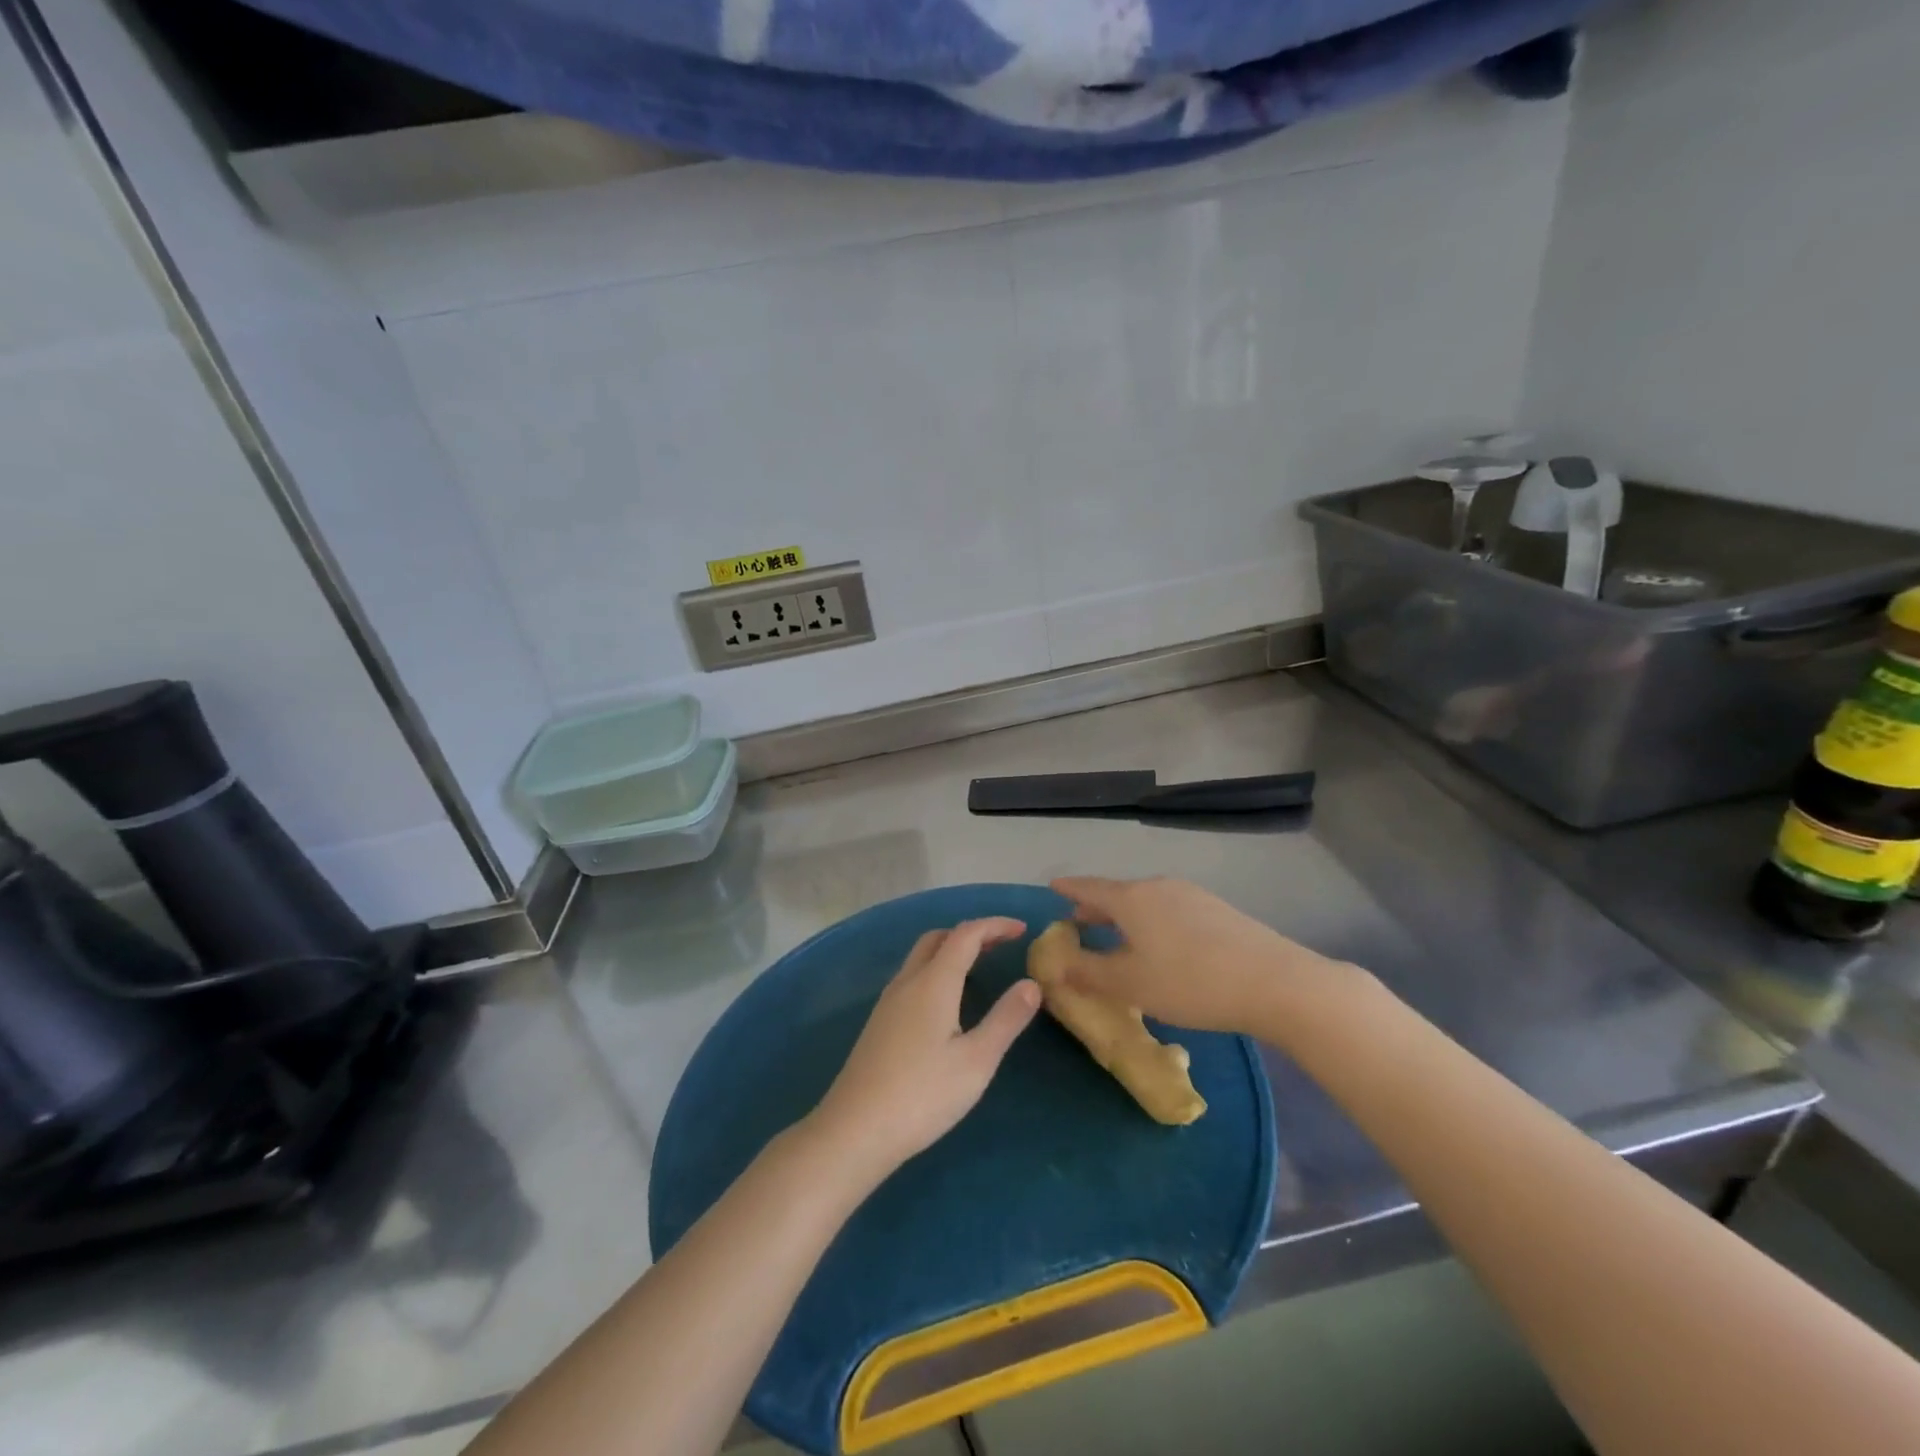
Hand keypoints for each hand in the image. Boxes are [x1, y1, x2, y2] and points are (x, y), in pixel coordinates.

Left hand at [806, 918, 1040, 1185]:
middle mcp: (907, 982)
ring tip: (979, 968)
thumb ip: (1006, 1019)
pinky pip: (912, 978)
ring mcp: (888, 1002)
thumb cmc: (923, 1095)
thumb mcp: (977, 1061)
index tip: (1022, 929)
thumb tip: (1031, 983)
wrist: (855, 1130)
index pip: (966, 935)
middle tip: (1001, 946)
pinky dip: (936, 971)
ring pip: (921, 957)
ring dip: (951, 951)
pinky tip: (947, 1003)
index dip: (995, 926)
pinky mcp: (879, 1023)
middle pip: (938, 938)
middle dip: (971, 934)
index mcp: (933, 982)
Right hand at [1048, 876, 1347, 1035]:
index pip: (1089, 888)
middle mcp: (1158, 887)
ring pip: (1145, 901)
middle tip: (1077, 921)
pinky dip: (1151, 921)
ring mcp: (1191, 895)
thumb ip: (1088, 973)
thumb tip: (1055, 966)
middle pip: (1118, 893)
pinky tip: (1160, 945)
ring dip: (1124, 916)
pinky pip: (1169, 910)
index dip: (1068, 889)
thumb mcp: (1130, 984)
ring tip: (1117, 935)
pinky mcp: (1217, 910)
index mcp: (1132, 898)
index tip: (1052, 886)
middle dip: (1095, 908)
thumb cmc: (1190, 982)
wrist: (1274, 981)